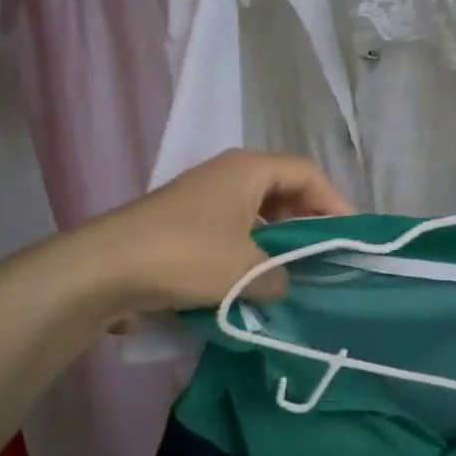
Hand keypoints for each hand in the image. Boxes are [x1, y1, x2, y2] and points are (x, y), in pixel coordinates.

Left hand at [85, 150, 353, 314]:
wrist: (103, 269)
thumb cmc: (185, 256)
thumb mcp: (246, 271)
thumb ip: (281, 279)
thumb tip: (284, 286)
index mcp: (249, 169)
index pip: (309, 174)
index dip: (336, 203)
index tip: (352, 238)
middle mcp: (228, 175)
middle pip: (285, 190)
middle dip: (309, 222)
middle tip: (328, 256)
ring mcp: (204, 199)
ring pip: (259, 213)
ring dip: (279, 241)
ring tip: (297, 273)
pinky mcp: (185, 225)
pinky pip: (234, 231)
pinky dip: (252, 252)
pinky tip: (256, 283)